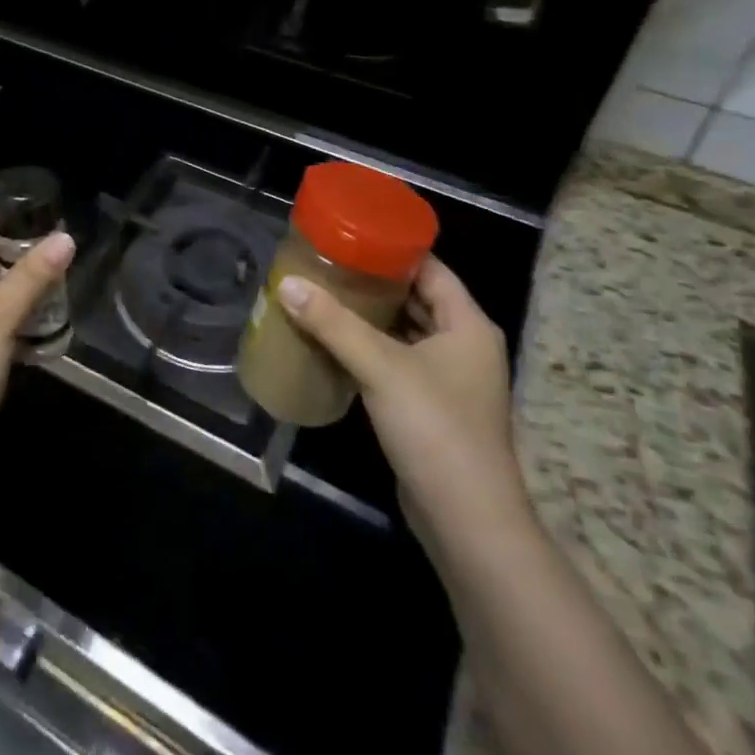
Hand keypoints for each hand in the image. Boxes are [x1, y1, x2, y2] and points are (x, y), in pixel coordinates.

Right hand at [278, 257, 527, 540]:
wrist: (466, 520)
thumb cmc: (435, 429)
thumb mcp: (381, 368)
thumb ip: (333, 324)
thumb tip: (286, 284)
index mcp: (468, 325)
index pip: (430, 268)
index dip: (393, 249)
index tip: (349, 234)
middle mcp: (464, 345)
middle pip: (416, 297)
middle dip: (373, 281)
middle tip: (326, 262)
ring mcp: (448, 379)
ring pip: (404, 331)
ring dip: (369, 315)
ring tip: (323, 293)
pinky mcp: (430, 406)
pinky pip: (396, 360)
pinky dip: (369, 347)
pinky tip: (333, 341)